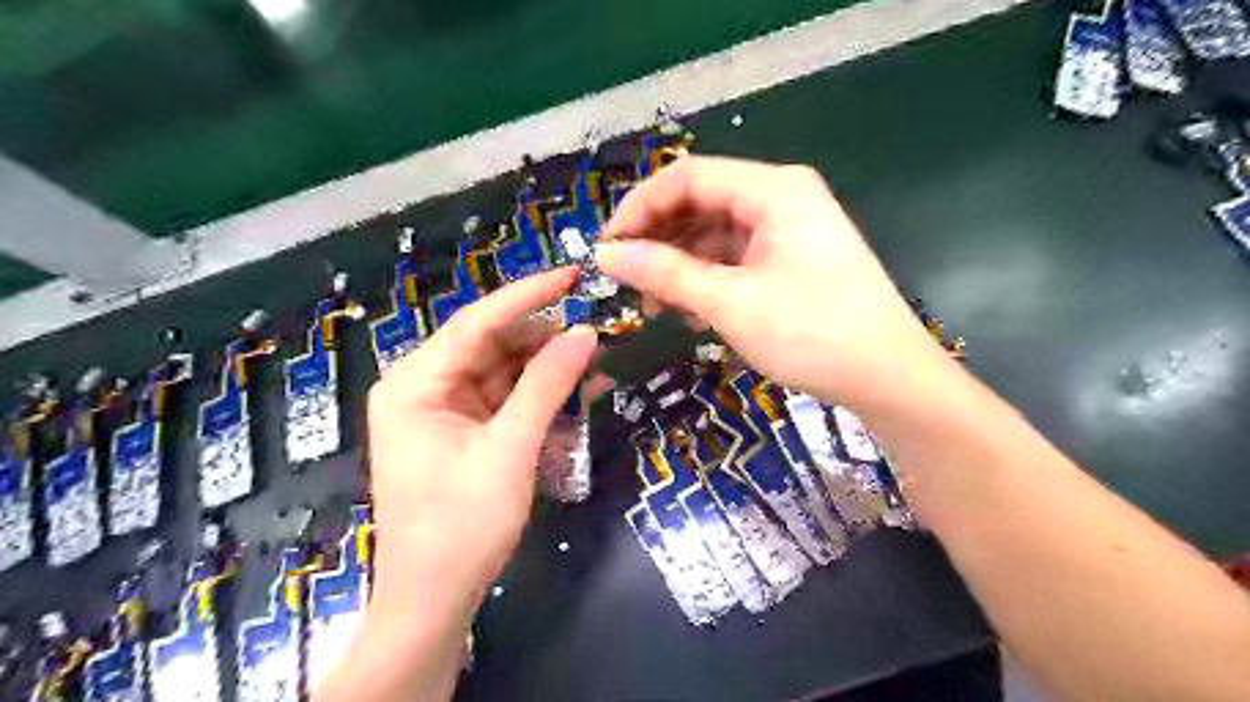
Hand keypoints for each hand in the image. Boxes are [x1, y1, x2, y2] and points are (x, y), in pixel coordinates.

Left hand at [369, 267, 594, 619]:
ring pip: (502, 371)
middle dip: (543, 341)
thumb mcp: (511, 450)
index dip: (528, 296)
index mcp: (415, 383)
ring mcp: (441, 409)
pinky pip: (503, 399)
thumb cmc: (463, 526)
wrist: (434, 600)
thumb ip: (547, 385)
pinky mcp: (460, 431)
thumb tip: (585, 332)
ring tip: (593, 368)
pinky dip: (537, 398)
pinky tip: (572, 396)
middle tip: (595, 335)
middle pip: (491, 345)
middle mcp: (422, 386)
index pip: (477, 322)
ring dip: (545, 371)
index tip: (573, 276)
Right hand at [602, 156, 942, 411]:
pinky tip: (689, 310)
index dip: (639, 209)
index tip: (606, 249)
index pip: (686, 177)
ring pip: (715, 234)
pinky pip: (735, 258)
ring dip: (679, 265)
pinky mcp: (791, 260)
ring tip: (654, 305)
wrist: (889, 379)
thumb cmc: (813, 333)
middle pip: (700, 203)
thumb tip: (605, 255)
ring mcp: (788, 229)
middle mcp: (780, 197)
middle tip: (625, 280)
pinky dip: (707, 279)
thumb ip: (665, 273)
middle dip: (658, 240)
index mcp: (773, 189)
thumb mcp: (731, 302)